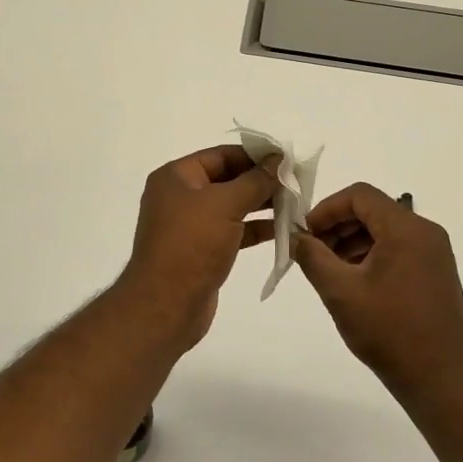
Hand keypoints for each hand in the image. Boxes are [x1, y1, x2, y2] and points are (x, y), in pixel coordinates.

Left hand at [119, 145, 277, 345]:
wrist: (166, 306)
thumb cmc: (192, 245)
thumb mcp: (225, 205)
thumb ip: (255, 181)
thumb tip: (278, 159)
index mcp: (176, 177)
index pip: (221, 155)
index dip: (254, 155)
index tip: (287, 159)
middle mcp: (180, 196)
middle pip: (227, 179)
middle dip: (261, 181)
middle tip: (297, 183)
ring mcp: (190, 225)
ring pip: (231, 206)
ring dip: (261, 204)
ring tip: (296, 204)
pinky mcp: (201, 250)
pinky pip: (232, 230)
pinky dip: (254, 228)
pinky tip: (283, 229)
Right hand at [294, 183, 462, 398]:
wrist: (443, 381)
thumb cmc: (389, 331)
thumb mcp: (340, 292)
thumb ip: (312, 257)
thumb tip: (295, 236)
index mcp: (406, 228)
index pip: (360, 195)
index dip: (327, 209)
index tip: (306, 234)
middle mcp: (425, 232)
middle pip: (373, 210)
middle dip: (338, 226)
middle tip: (312, 252)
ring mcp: (434, 253)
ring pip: (385, 230)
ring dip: (353, 242)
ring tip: (330, 271)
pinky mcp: (436, 273)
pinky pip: (398, 249)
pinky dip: (372, 255)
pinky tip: (355, 283)